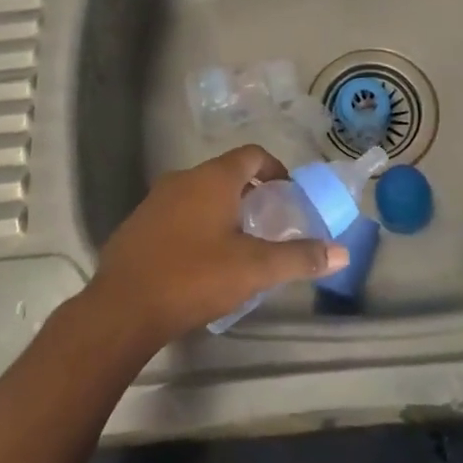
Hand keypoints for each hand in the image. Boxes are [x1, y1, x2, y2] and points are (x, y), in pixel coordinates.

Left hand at [88, 145, 350, 348]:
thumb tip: (341, 252)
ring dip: (221, 209)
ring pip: (199, 193)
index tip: (288, 194)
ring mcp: (155, 199)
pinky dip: (195, 224)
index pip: (252, 154)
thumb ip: (298, 258)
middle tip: (268, 223)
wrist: (121, 308)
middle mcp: (183, 178)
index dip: (274, 168)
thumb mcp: (254, 269)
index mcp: (213, 178)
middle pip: (225, 173)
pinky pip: (176, 213)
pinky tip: (199, 261)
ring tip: (237, 244)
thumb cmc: (194, 277)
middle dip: (250, 193)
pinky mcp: (137, 224)